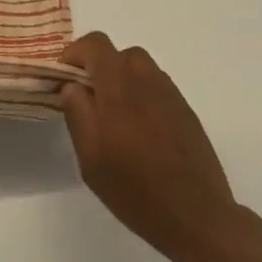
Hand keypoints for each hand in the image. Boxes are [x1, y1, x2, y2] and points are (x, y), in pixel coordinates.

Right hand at [59, 33, 252, 261]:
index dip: (75, 53)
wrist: (197, 217)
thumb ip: (77, 113)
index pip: (95, 44)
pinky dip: (141, 95)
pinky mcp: (186, 112)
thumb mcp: (91, 157)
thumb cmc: (135, 190)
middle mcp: (148, 81)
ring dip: (122, 80)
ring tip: (114, 117)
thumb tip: (72, 85)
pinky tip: (139, 132)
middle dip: (99, 67)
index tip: (64, 78)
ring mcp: (172, 95)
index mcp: (120, 88)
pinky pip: (157, 88)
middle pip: (120, 53)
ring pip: (141, 69)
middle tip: (88, 99)